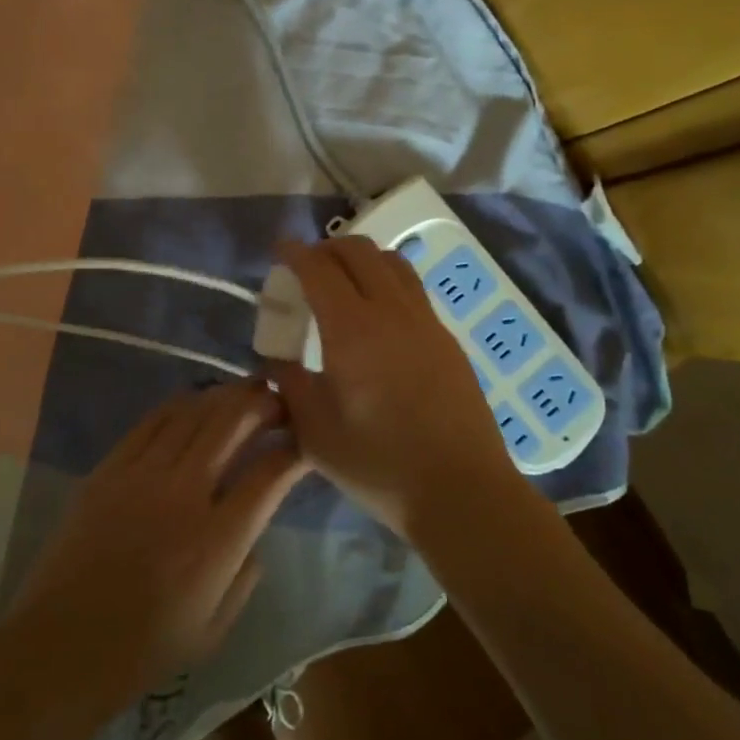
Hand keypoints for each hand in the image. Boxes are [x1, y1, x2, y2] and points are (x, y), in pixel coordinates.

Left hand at [3, 382, 307, 716]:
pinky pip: (153, 420)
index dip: (294, 450)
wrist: (61, 646)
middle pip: (232, 423)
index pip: (270, 474)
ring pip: (194, 412)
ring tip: (243, 393)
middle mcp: (185, 494)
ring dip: (225, 396)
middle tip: (279, 399)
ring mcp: (143, 474)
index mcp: (217, 541)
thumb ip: (247, 574)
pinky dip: (181, 405)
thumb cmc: (144, 649)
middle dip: (263, 403)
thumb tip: (254, 529)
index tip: (304, 442)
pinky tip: (195, 403)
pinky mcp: (110, 467)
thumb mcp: (216, 629)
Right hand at [269, 237, 519, 535]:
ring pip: (391, 262)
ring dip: (361, 259)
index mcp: (352, 329)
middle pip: (358, 251)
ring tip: (343, 282)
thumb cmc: (379, 464)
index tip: (279, 249)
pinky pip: (411, 287)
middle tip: (306, 268)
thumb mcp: (315, 432)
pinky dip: (386, 279)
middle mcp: (391, 311)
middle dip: (326, 249)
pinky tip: (377, 314)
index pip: (318, 268)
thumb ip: (289, 385)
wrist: (462, 490)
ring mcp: (425, 321)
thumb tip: (277, 361)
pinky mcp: (446, 337)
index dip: (294, 252)